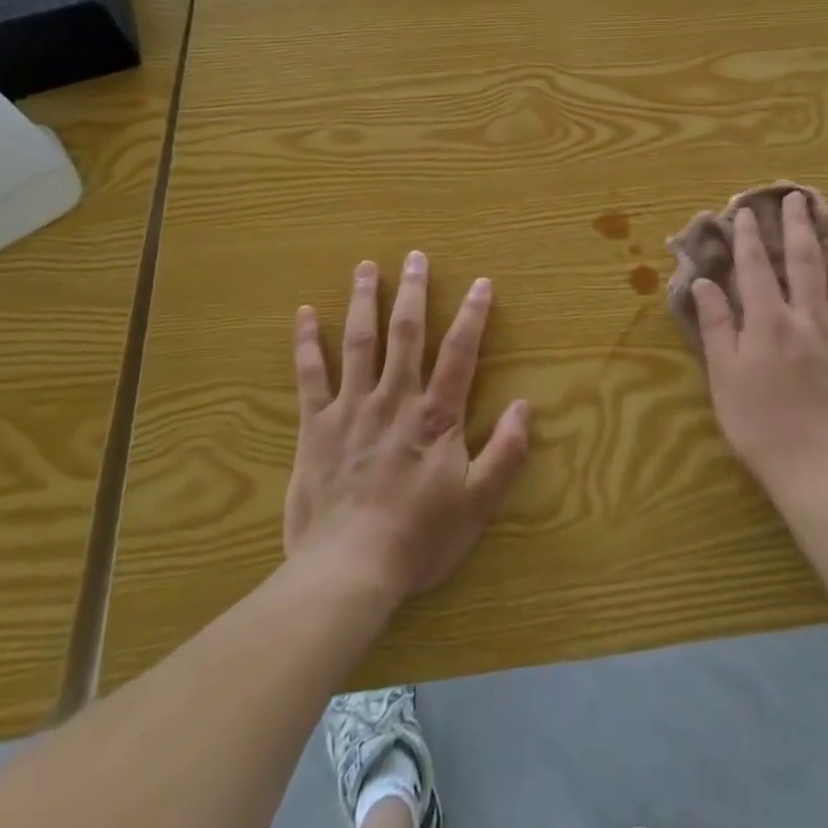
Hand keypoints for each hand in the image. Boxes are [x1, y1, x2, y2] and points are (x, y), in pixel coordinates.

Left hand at [284, 252, 530, 602]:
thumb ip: (505, 453)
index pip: (460, 352)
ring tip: (365, 267)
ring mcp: (351, 408)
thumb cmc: (418, 538)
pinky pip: (309, 376)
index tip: (480, 283)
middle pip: (406, 333)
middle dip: (412, 292)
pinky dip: (306, 343)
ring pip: (358, 342)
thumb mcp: (477, 503)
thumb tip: (524, 406)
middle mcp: (395, 398)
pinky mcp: (315, 426)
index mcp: (435, 415)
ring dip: (363, 301)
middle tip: (414, 257)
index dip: (472, 315)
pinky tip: (303, 314)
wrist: (347, 569)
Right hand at [692, 193, 827, 513]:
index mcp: (770, 323)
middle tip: (799, 198)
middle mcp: (812, 319)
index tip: (747, 211)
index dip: (750, 237)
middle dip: (800, 227)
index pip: (757, 268)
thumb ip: (716, 326)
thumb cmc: (763, 428)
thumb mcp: (725, 379)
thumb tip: (704, 283)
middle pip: (807, 263)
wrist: (825, 475)